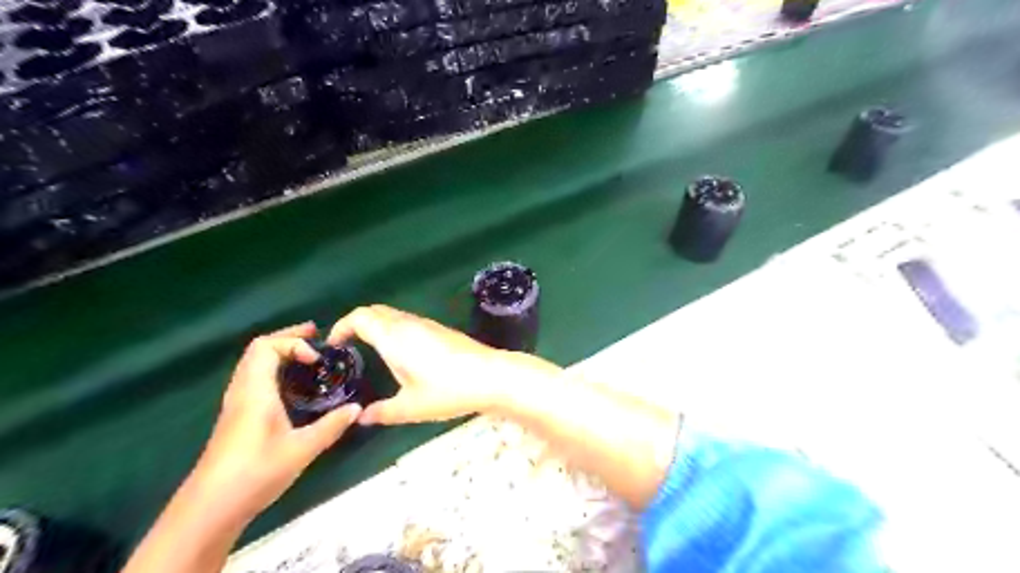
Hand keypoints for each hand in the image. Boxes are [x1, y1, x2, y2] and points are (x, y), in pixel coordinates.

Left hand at [190, 323, 360, 522]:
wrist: (210, 508)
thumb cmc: (255, 472)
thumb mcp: (301, 449)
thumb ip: (331, 426)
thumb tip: (357, 408)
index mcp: (255, 392)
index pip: (266, 347)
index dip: (293, 342)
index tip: (317, 358)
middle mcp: (242, 391)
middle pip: (257, 350)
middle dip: (287, 338)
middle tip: (315, 336)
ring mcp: (236, 404)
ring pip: (253, 364)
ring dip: (279, 352)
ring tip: (306, 355)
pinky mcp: (236, 417)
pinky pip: (254, 378)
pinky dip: (274, 369)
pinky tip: (292, 385)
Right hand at [328, 305, 561, 423]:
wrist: (491, 376)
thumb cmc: (447, 390)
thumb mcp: (410, 407)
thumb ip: (382, 412)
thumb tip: (361, 417)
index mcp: (394, 337)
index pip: (360, 317)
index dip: (341, 326)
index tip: (333, 344)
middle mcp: (407, 324)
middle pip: (374, 311)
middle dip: (356, 323)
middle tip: (347, 346)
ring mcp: (426, 324)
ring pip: (392, 314)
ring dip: (376, 325)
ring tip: (368, 350)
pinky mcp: (439, 329)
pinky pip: (407, 321)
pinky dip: (393, 328)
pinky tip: (398, 352)